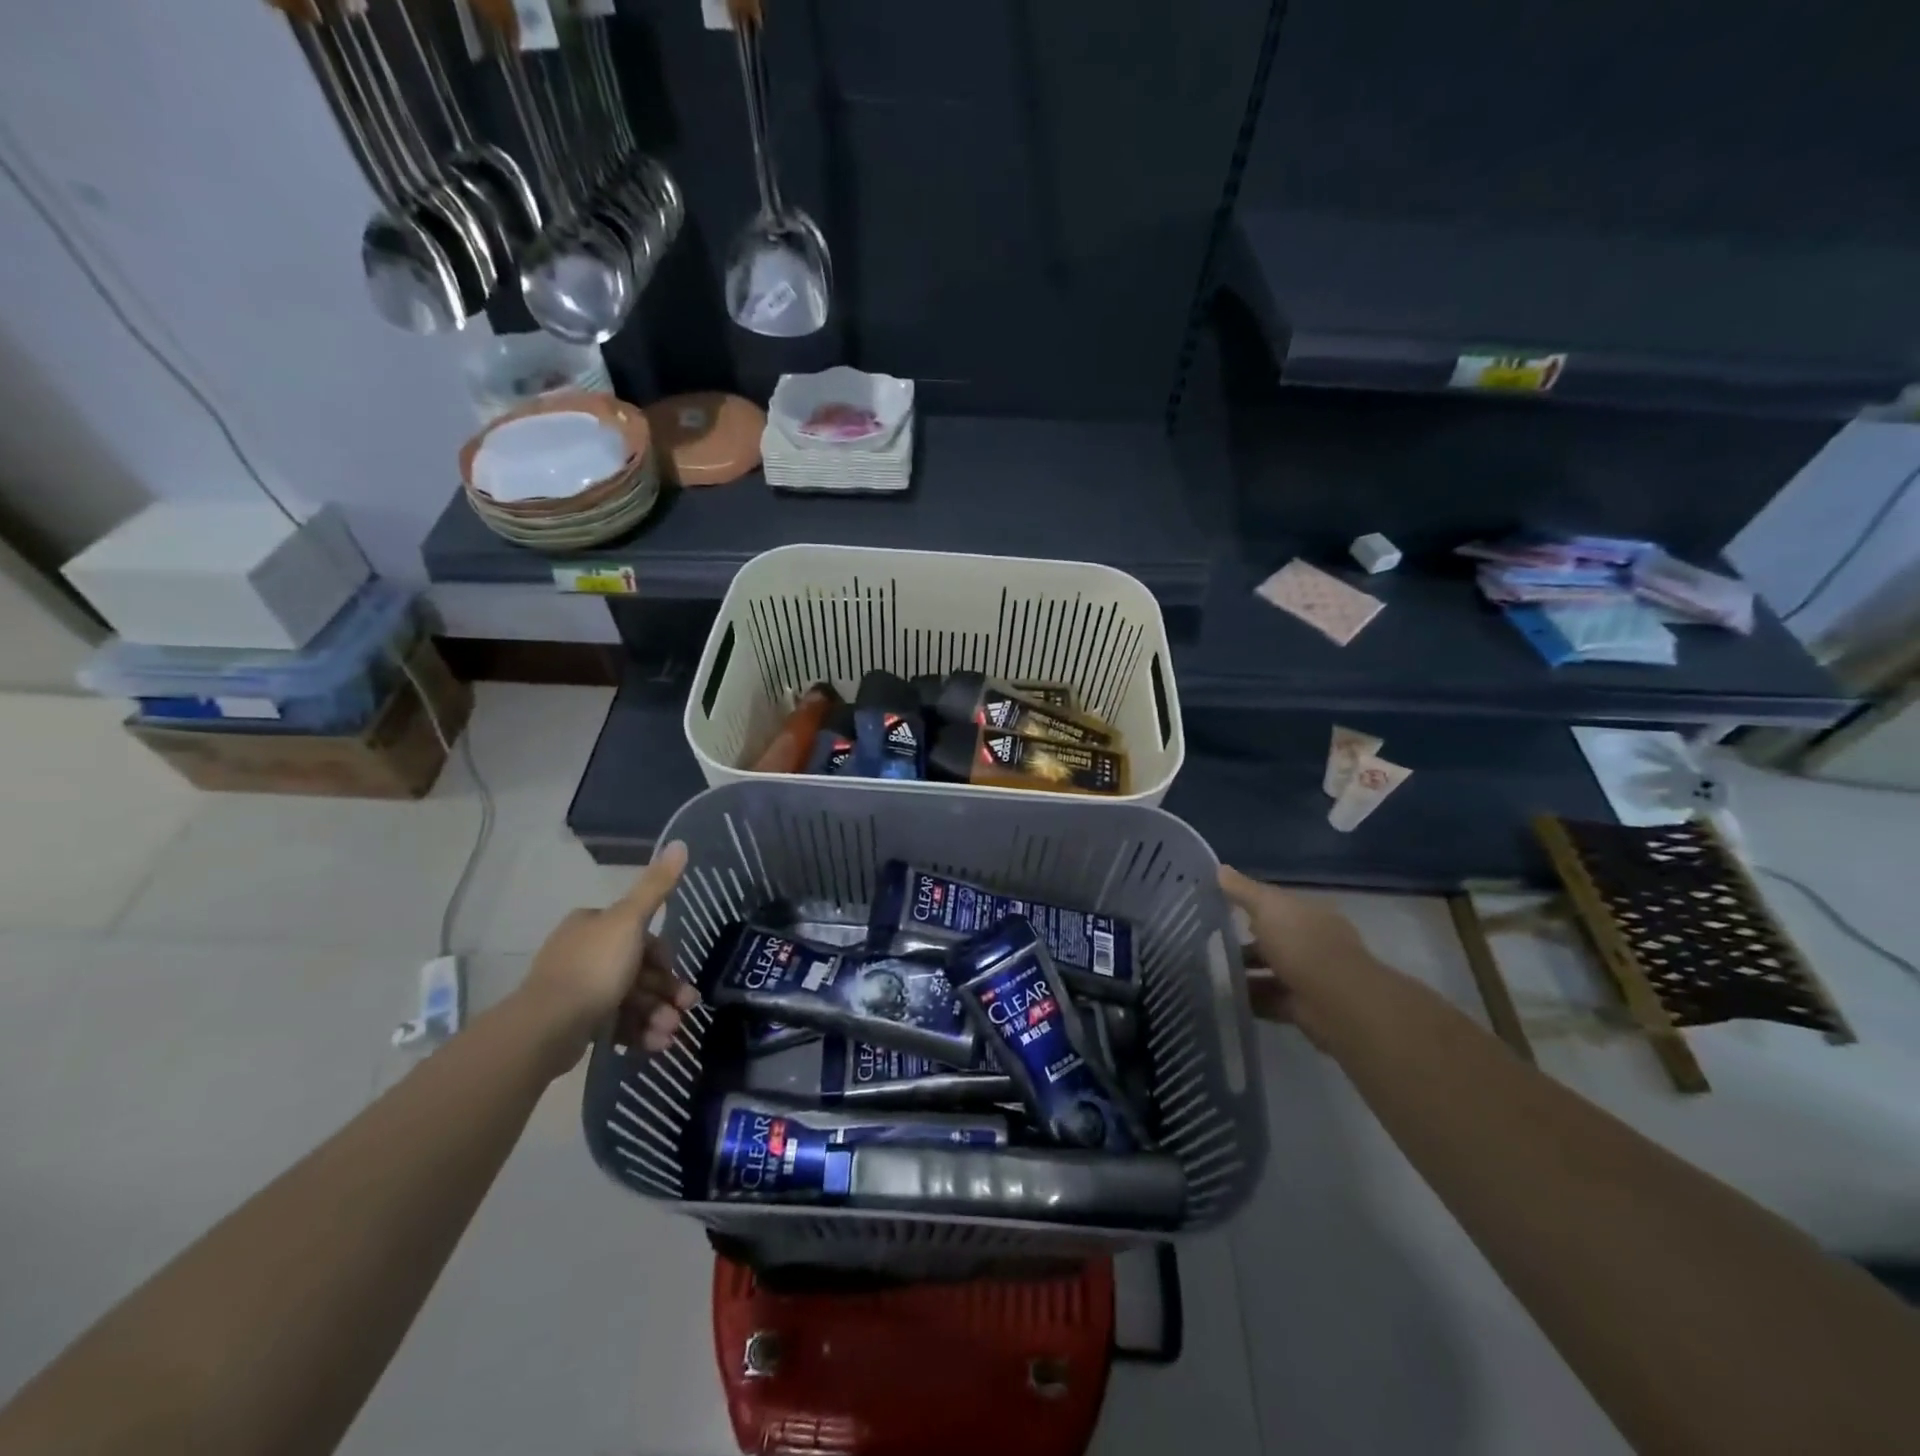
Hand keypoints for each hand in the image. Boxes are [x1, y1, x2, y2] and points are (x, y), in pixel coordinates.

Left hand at [523, 841, 697, 1067]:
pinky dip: (639, 1033)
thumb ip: (656, 886)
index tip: (677, 973)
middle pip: (639, 969)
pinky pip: (616, 1024)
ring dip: (657, 1015)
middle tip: (685, 1010)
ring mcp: (578, 990)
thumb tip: (680, 842)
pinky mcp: (576, 1023)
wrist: (548, 1027)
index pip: (641, 934)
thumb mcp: (631, 921)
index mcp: (593, 924)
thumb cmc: (594, 967)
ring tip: (670, 1035)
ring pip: (631, 999)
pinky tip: (655, 1045)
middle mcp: (583, 952)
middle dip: (666, 992)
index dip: (664, 955)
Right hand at [1219, 865, 1390, 1049]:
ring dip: (1246, 973)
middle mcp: (1313, 943)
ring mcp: (1310, 976)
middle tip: (1211, 944)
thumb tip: (1219, 868)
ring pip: (1271, 971)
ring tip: (1214, 973)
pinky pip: (1271, 999)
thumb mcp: (1267, 907)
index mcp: (1309, 915)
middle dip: (1246, 943)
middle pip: (1274, 940)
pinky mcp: (1304, 1007)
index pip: (1277, 906)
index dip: (1251, 906)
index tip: (1220, 908)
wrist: (1335, 1000)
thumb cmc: (1301, 943)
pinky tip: (1228, 997)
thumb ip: (1242, 890)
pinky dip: (1252, 999)